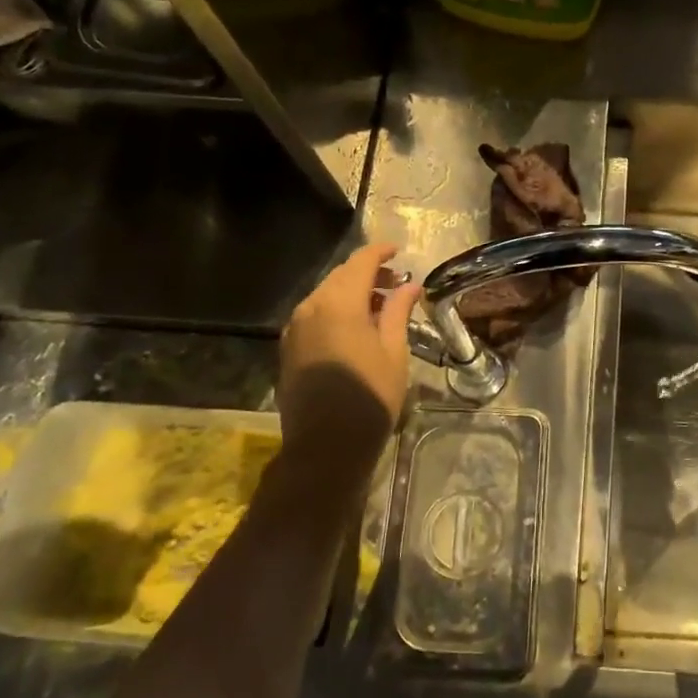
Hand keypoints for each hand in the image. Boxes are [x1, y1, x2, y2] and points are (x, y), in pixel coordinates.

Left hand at [277, 243, 422, 474]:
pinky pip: (314, 315)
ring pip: (325, 295)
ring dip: (351, 292)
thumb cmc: (370, 397)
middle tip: (396, 282)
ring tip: (379, 306)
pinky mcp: (288, 348)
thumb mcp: (393, 351)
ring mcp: (294, 329)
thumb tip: (409, 286)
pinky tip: (355, 327)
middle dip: (368, 273)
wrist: (325, 446)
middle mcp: (310, 308)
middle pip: (340, 276)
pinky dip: (336, 310)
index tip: (399, 251)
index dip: (380, 252)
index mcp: (339, 303)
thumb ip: (398, 312)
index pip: (360, 262)